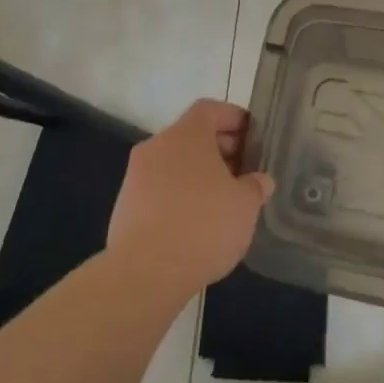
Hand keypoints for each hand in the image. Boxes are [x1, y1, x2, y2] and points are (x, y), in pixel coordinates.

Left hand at [107, 99, 274, 297]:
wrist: (145, 273)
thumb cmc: (203, 225)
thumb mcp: (245, 205)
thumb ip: (255, 186)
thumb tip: (259, 181)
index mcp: (186, 134)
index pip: (210, 109)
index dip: (233, 118)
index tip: (252, 138)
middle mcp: (157, 146)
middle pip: (191, 136)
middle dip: (219, 151)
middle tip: (243, 173)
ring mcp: (136, 177)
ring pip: (174, 165)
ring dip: (198, 176)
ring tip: (222, 203)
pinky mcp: (124, 207)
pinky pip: (159, 191)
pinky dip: (179, 198)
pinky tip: (196, 225)